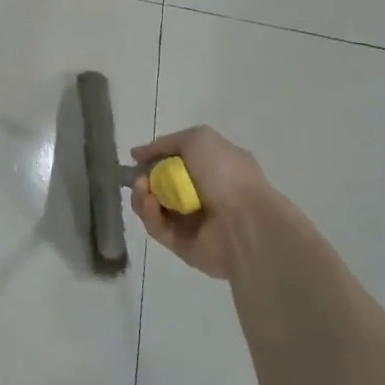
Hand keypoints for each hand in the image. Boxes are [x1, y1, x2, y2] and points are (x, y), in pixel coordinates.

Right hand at [130, 126, 307, 280]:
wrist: (246, 223)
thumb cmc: (226, 174)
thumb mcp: (199, 139)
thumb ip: (166, 143)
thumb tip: (138, 154)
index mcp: (213, 169)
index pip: (176, 162)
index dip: (155, 158)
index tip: (138, 158)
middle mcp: (202, 195)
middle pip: (160, 185)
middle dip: (144, 178)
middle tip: (139, 177)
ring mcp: (192, 221)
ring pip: (154, 207)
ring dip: (141, 195)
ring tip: (142, 188)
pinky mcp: (182, 245)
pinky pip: (157, 228)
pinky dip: (149, 214)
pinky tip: (150, 203)